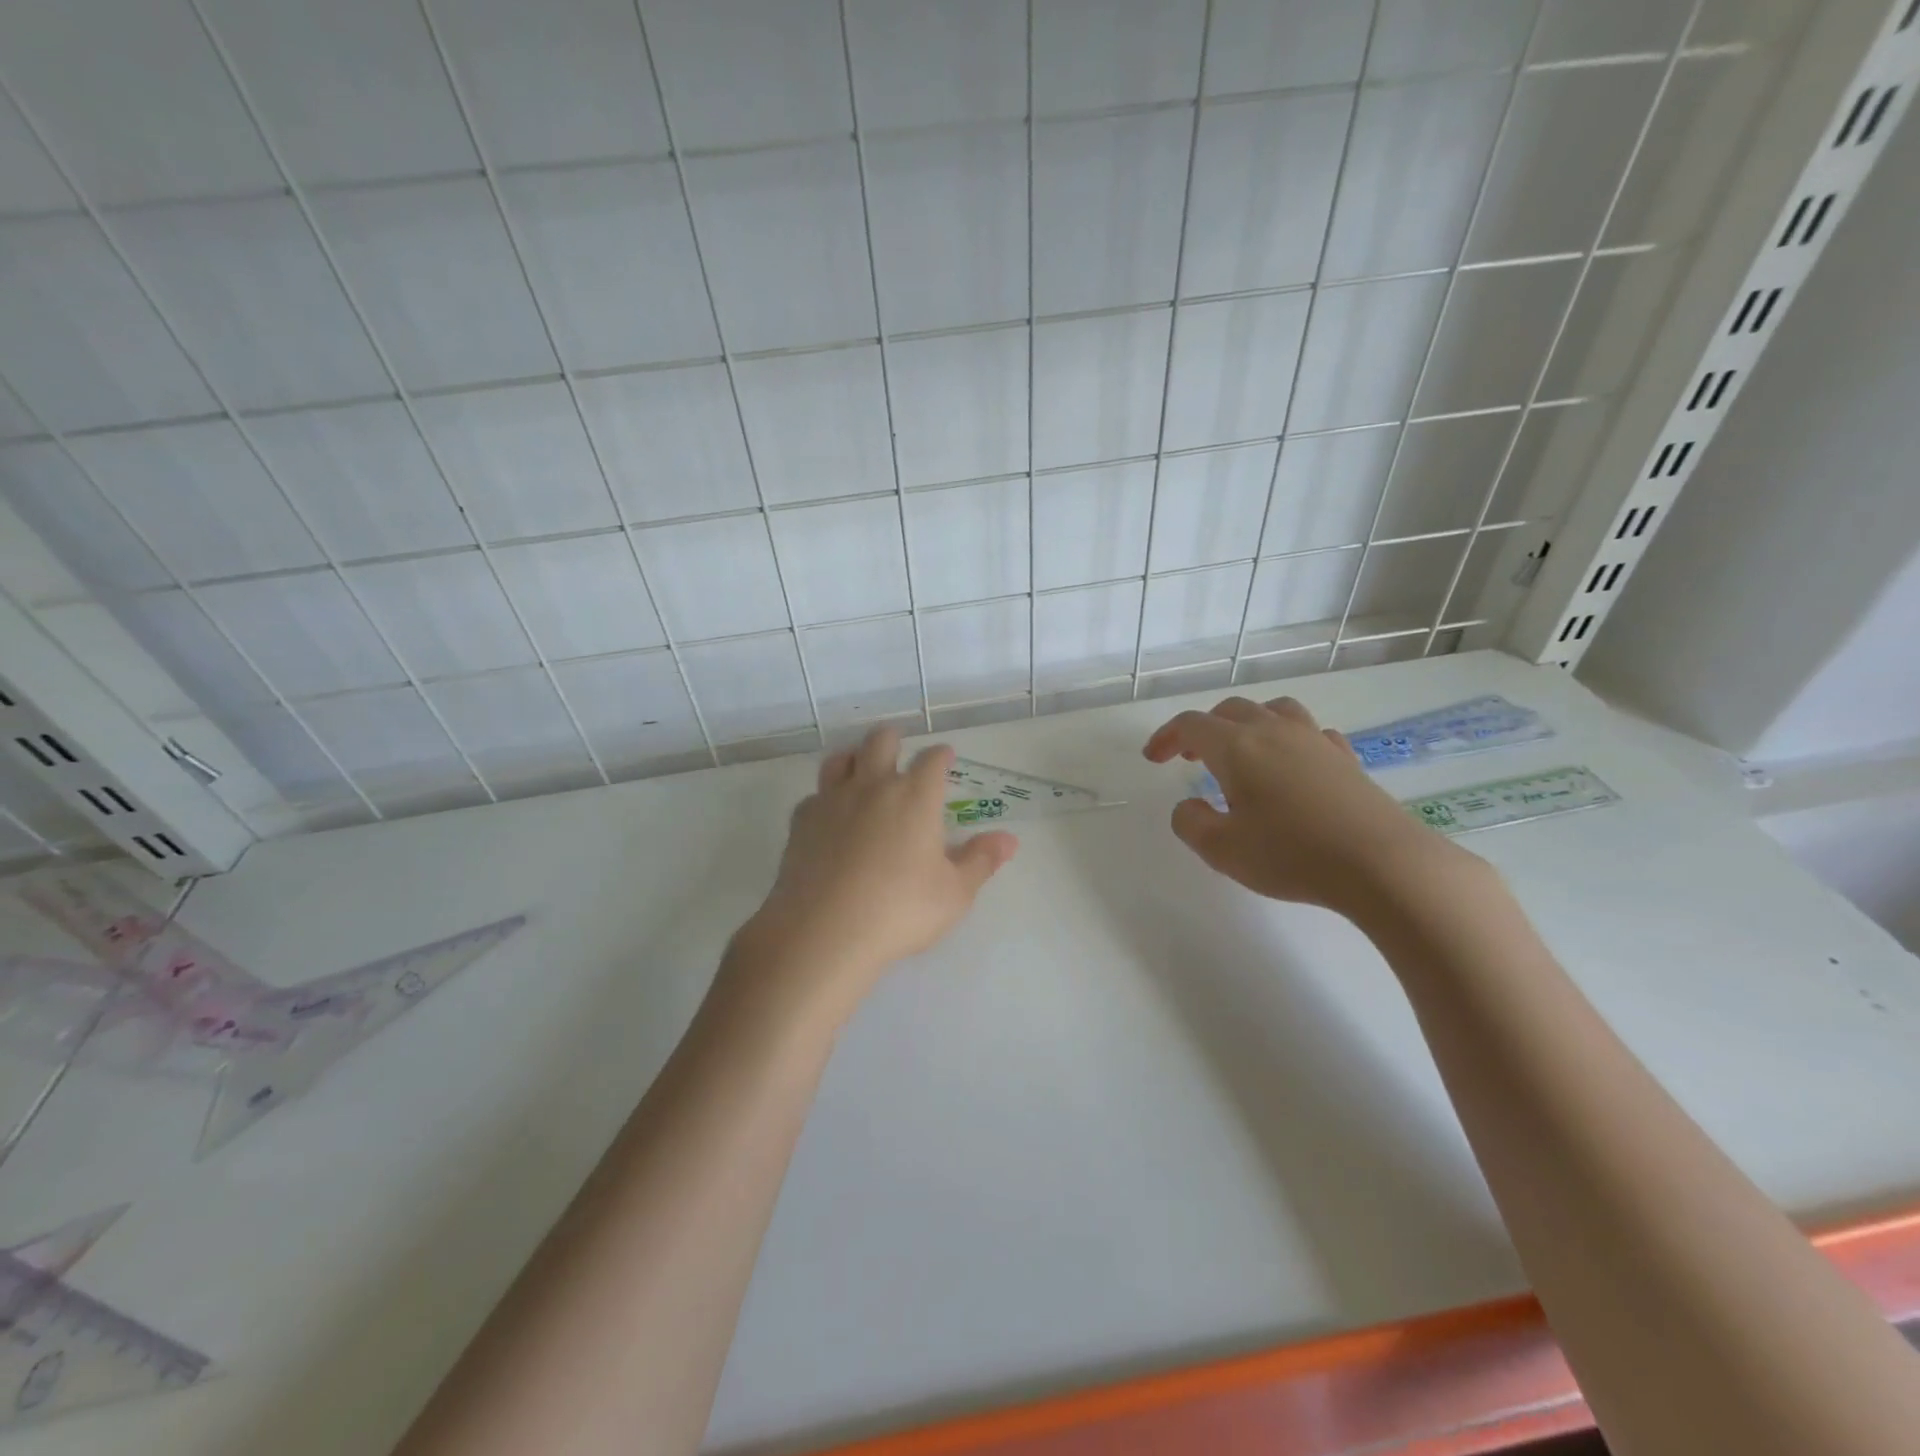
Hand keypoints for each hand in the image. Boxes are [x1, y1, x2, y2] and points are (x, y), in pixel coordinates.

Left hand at [727, 727, 1017, 1026]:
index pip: (932, 760)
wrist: (824, 931)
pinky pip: (814, 797)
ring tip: (861, 769)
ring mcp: (832, 801)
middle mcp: (873, 786)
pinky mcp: (801, 823)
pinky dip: (825, 799)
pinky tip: (830, 817)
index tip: (945, 756)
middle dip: (893, 739)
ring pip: (841, 760)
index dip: (941, 755)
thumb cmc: (900, 910)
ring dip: (854, 758)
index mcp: (915, 796)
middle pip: (880, 742)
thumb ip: (981, 861)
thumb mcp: (954, 893)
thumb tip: (1009, 839)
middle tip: (899, 746)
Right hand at [1144, 695, 1467, 916]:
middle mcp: (1274, 732)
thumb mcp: (1222, 850)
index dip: (1166, 737)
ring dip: (1248, 723)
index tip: (1153, 758)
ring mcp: (1315, 741)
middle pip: (1230, 710)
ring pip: (1274, 710)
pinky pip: (1311, 733)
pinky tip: (1293, 764)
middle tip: (1189, 757)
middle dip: (1203, 729)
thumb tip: (1188, 807)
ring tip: (1241, 749)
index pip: (1191, 725)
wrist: (1383, 864)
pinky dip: (1290, 739)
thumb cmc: (1292, 854)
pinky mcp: (1346, 760)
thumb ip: (1191, 824)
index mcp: (1237, 747)